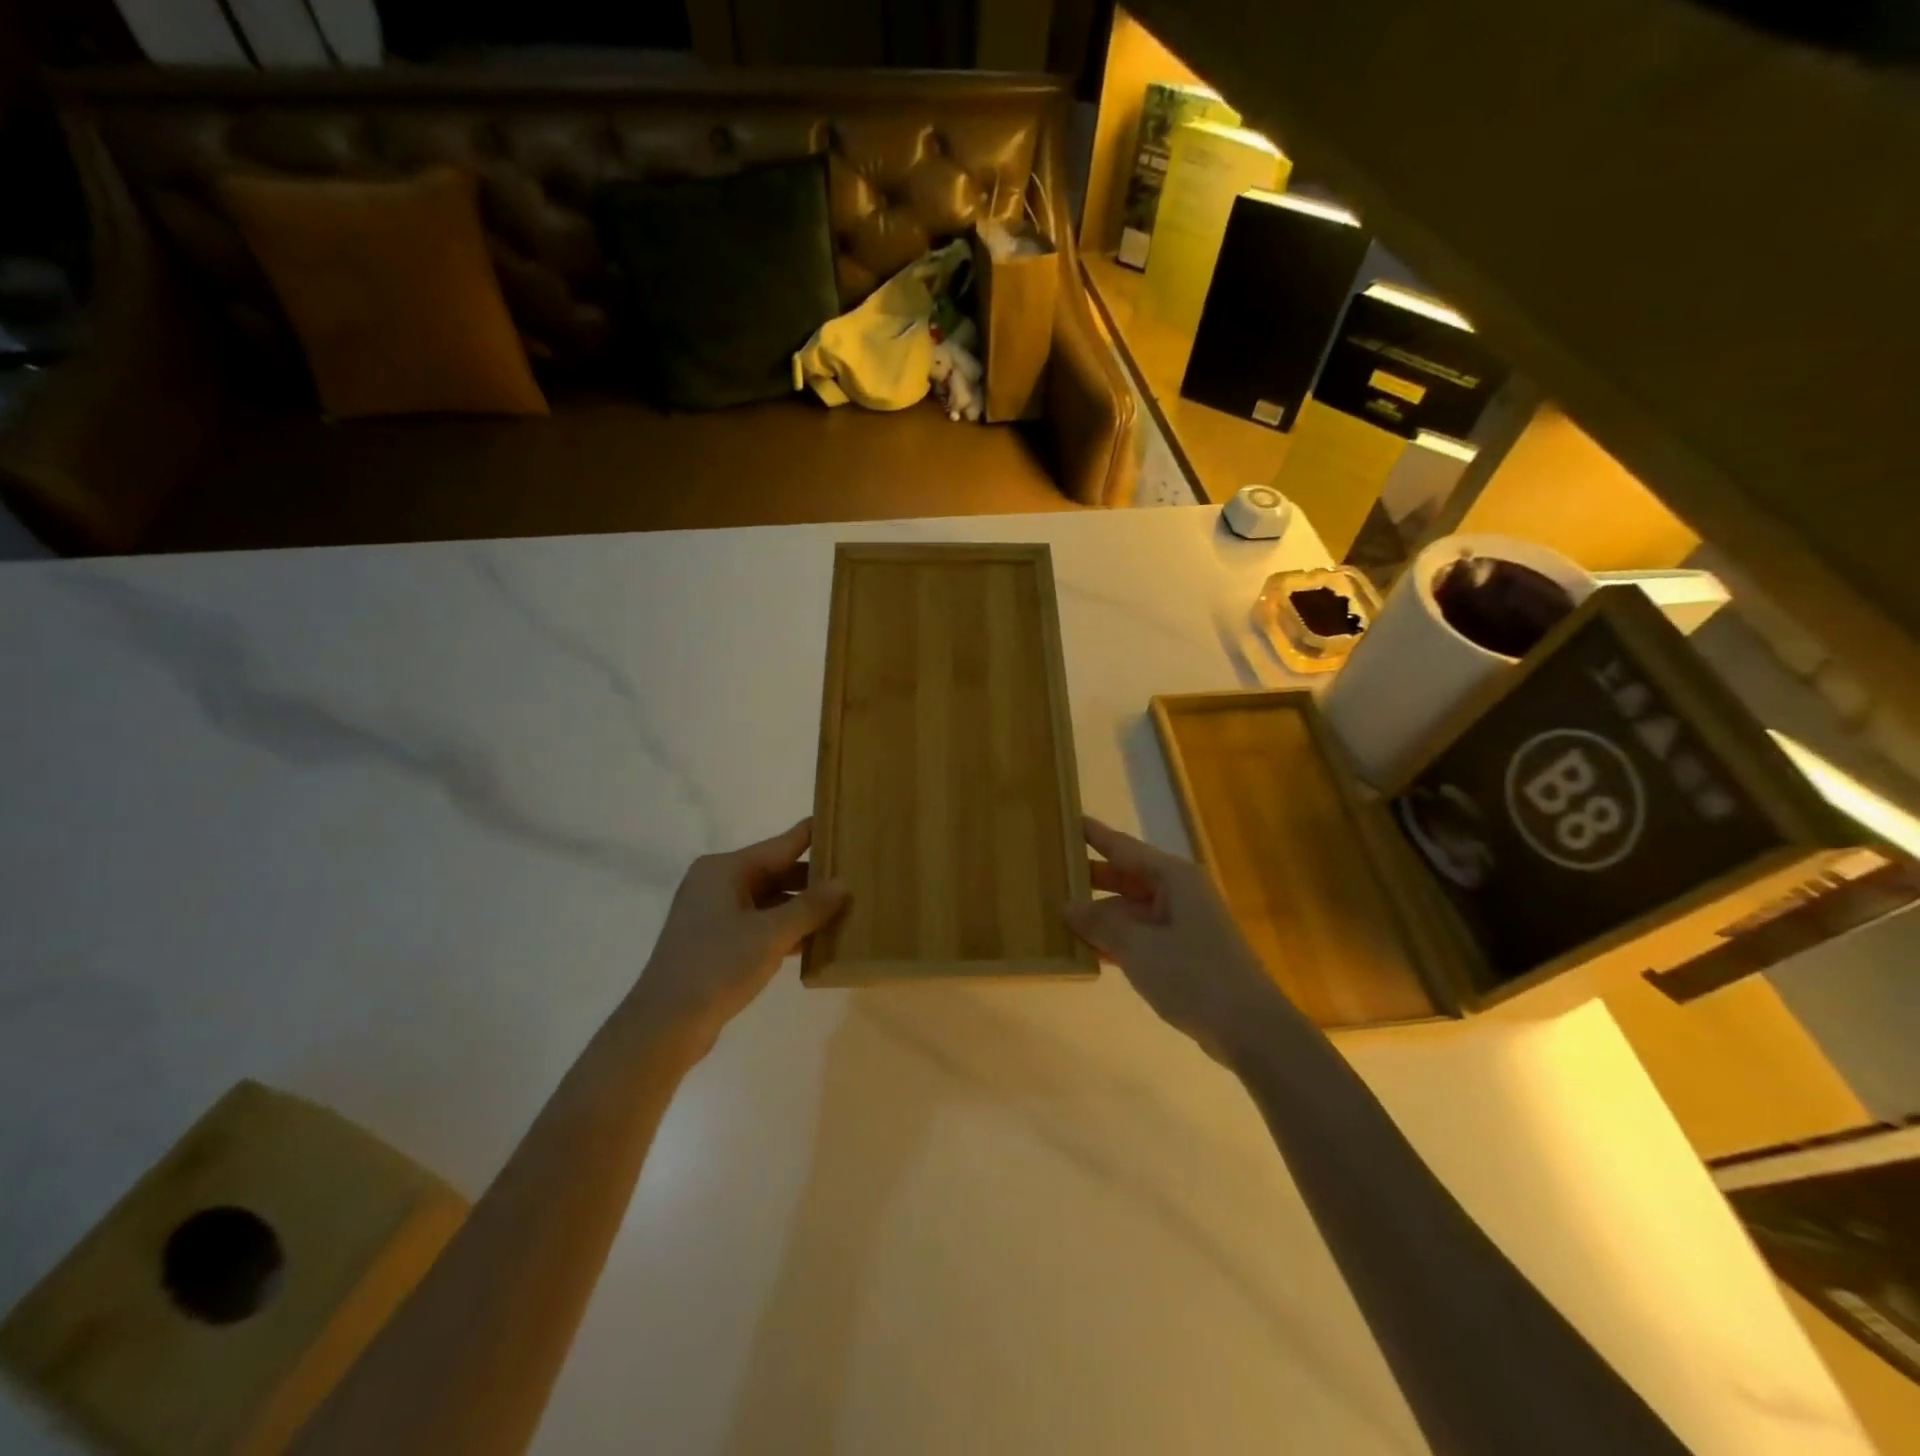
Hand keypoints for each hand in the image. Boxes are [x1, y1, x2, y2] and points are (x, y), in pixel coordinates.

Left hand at [626, 820, 847, 1053]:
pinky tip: (817, 940)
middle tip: (857, 876)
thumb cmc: (717, 966)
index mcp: (724, 869)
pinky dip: (785, 929)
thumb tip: (844, 884)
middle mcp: (717, 883)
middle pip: (776, 871)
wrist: (665, 1026)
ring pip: (769, 900)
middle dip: (814, 878)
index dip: (814, 835)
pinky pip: (759, 924)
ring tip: (846, 908)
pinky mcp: (716, 942)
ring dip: (802, 907)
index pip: (781, 844)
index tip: (845, 824)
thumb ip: (810, 906)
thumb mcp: (771, 934)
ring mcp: (714, 914)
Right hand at [1066, 817, 1286, 1055]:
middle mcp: (1178, 893)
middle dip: (1090, 876)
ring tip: (1055, 910)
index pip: (1124, 847)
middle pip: (1125, 877)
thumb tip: (1067, 905)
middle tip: (1048, 871)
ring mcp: (1181, 925)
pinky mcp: (1181, 954)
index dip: (1094, 835)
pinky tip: (1084, 948)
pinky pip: (1138, 935)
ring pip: (1129, 909)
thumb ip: (1100, 923)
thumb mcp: (1139, 947)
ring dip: (1098, 913)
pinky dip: (1114, 939)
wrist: (1251, 1030)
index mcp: (1173, 878)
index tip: (1065, 820)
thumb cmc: (1195, 975)